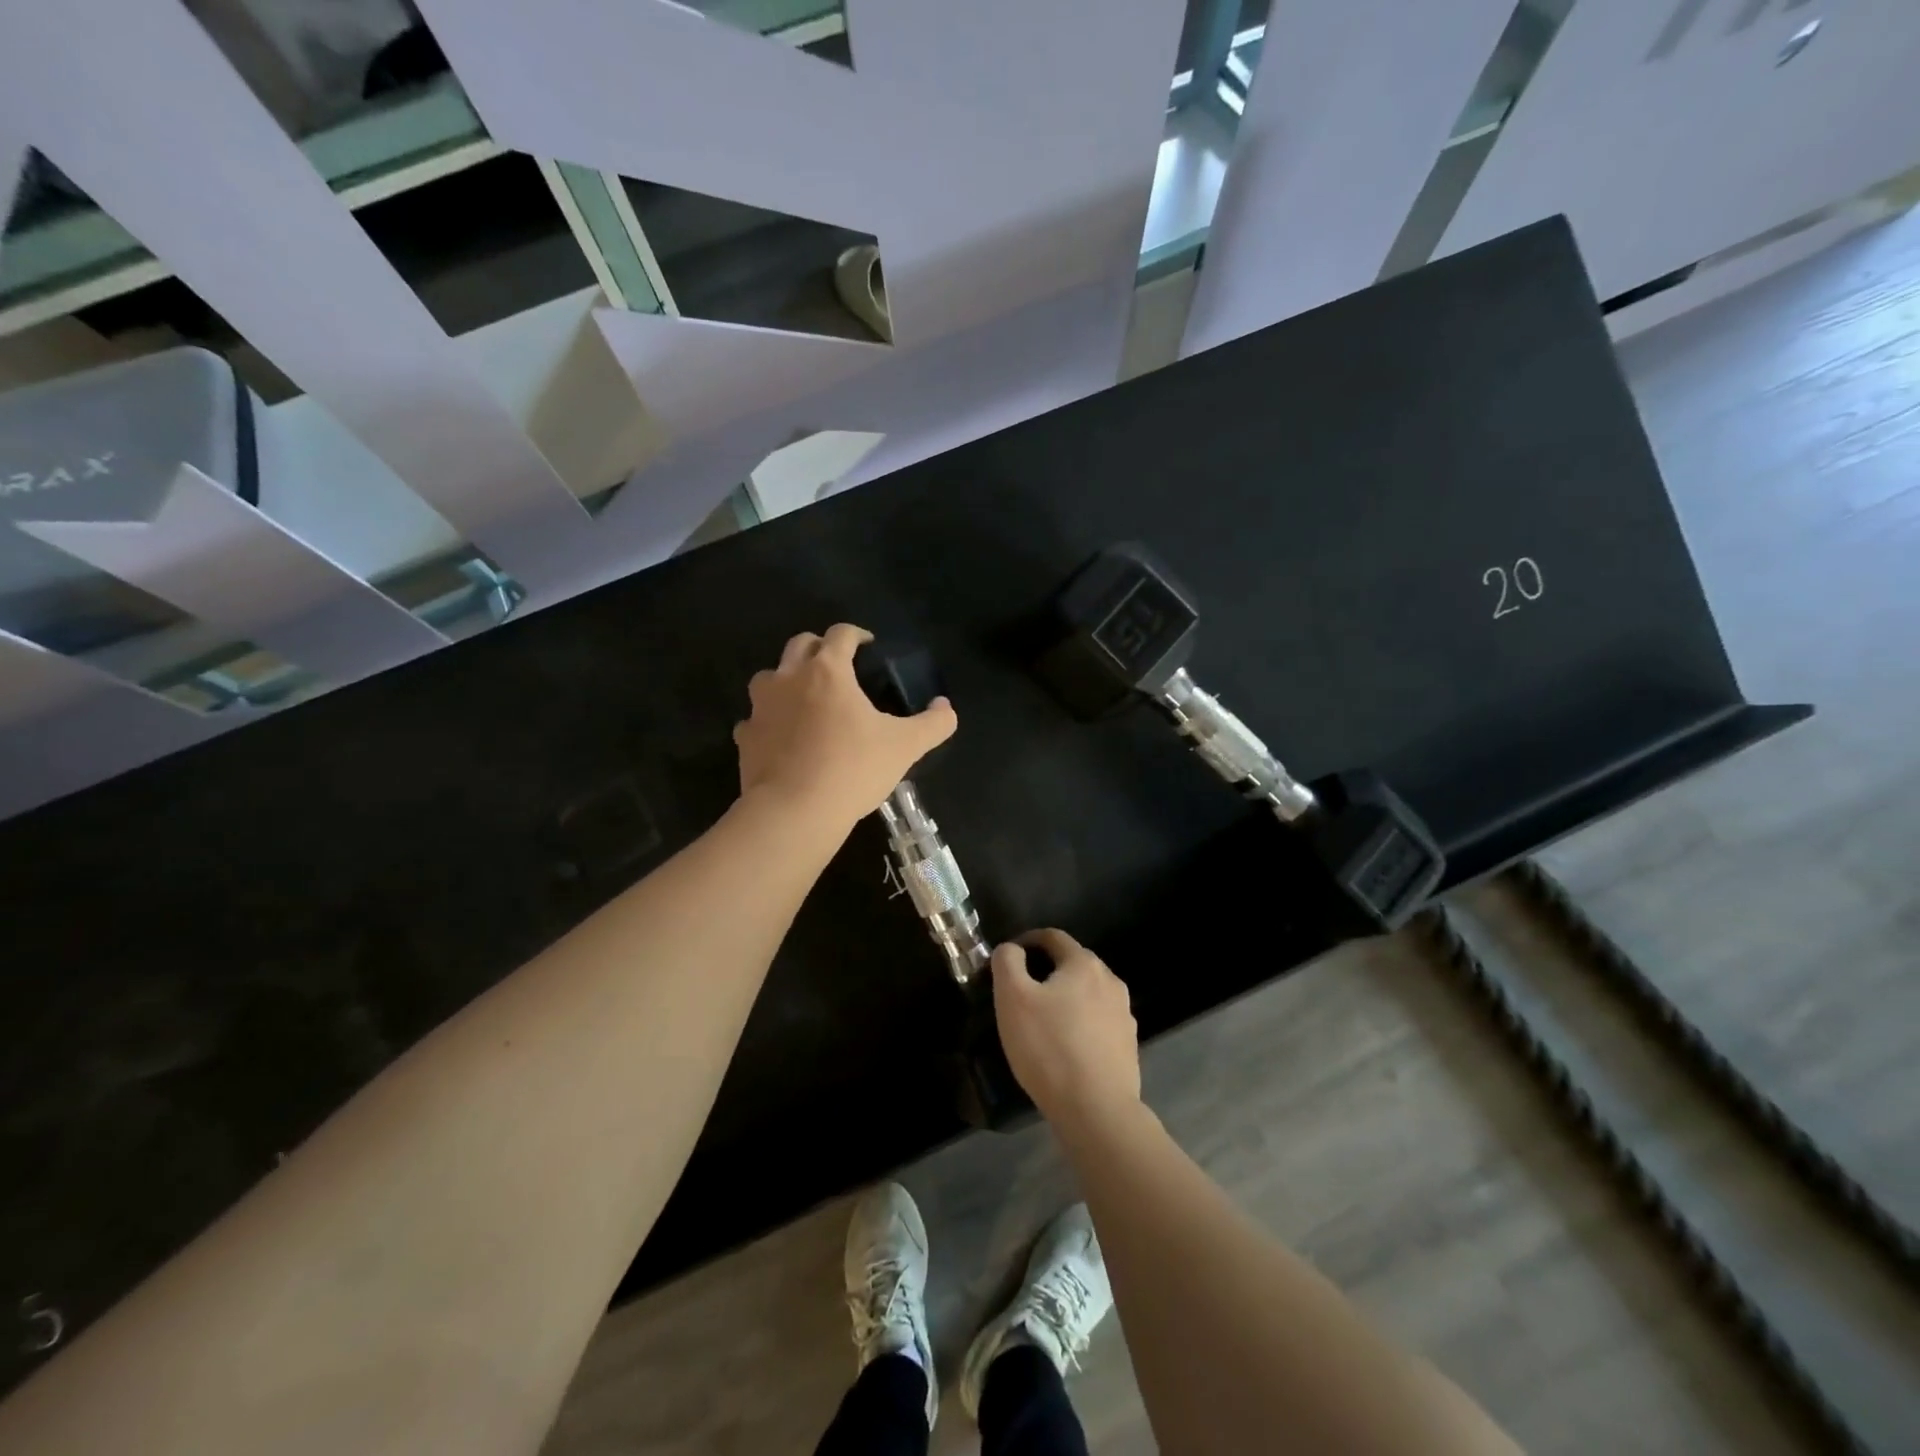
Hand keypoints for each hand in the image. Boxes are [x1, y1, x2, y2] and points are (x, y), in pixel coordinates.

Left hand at [733, 623, 956, 828]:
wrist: (795, 811)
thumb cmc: (853, 769)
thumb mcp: (906, 746)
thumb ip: (933, 723)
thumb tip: (946, 707)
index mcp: (828, 671)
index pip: (841, 634)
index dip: (857, 634)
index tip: (868, 645)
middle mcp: (788, 678)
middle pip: (799, 645)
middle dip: (819, 647)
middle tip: (838, 665)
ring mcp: (760, 707)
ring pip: (768, 677)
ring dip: (786, 679)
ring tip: (804, 698)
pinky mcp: (745, 738)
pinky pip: (754, 719)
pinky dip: (767, 721)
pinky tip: (780, 738)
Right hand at [991, 929, 1140, 1131]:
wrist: (1097, 1110)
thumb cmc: (1049, 1047)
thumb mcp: (1012, 998)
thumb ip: (1007, 962)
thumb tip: (1012, 949)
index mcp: (1084, 964)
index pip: (1053, 937)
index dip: (1028, 941)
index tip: (1008, 958)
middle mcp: (1110, 981)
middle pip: (1073, 964)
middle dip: (1047, 971)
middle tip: (1021, 994)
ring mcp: (1124, 1015)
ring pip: (1088, 995)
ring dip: (1066, 999)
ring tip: (1043, 1022)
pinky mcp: (1128, 1046)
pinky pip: (1098, 1023)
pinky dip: (1080, 1025)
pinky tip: (1066, 1048)